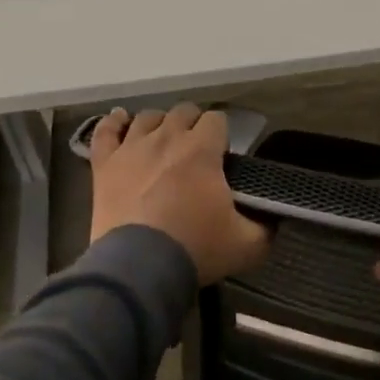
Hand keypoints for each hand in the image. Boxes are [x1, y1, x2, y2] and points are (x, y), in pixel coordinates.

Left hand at [89, 104, 271, 283]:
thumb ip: (266, 227)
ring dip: (159, 124)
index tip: (223, 155)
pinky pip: (105, 131)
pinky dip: (113, 122)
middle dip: (193, 125)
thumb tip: (274, 219)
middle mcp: (166, 139)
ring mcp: (131, 149)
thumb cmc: (196, 249)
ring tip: (164, 140)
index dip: (222, 134)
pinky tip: (120, 119)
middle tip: (197, 151)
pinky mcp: (104, 165)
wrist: (139, 267)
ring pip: (147, 117)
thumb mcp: (248, 245)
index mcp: (202, 150)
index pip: (217, 120)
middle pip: (182, 112)